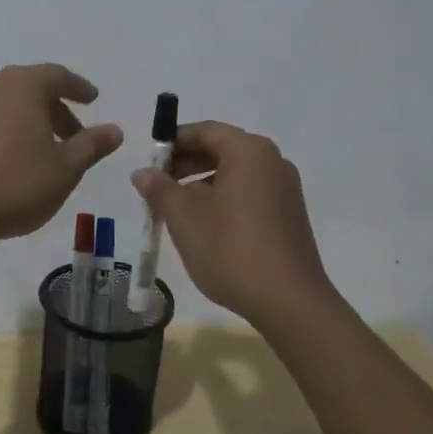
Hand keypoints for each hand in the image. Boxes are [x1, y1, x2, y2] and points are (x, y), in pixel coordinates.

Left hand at [0, 64, 122, 242]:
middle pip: (29, 89)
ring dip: (25, 122)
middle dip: (54, 109)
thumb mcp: (66, 169)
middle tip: (72, 135)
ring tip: (39, 151)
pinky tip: (4, 163)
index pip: (57, 76)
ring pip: (3, 107)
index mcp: (22, 86)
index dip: (79, 87)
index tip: (92, 99)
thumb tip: (114, 130)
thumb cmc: (16, 185)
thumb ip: (91, 145)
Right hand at [132, 121, 337, 326]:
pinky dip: (224, 198)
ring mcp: (284, 188)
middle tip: (157, 186)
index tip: (149, 163)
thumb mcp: (184, 218)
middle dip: (186, 163)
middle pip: (221, 148)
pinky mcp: (289, 213)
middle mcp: (272, 161)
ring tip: (176, 209)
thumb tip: (142, 172)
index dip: (173, 143)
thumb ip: (160, 189)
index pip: (204, 131)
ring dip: (202, 183)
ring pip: (235, 172)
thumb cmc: (231, 250)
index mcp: (248, 151)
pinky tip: (205, 225)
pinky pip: (250, 192)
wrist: (290, 302)